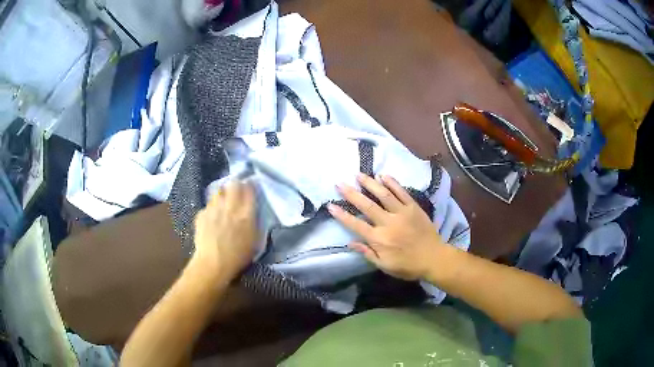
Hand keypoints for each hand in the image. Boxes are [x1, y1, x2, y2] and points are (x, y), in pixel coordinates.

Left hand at [193, 181, 258, 280]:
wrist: (213, 264)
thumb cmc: (238, 256)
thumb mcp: (254, 239)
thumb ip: (253, 221)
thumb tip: (251, 210)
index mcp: (245, 213)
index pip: (249, 189)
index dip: (250, 186)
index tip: (250, 187)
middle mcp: (229, 206)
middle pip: (233, 184)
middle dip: (236, 185)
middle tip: (237, 191)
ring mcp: (213, 209)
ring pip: (218, 191)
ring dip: (223, 195)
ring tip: (223, 203)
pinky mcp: (201, 214)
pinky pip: (208, 206)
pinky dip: (211, 209)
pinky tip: (212, 218)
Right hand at [328, 174, 446, 279]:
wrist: (434, 258)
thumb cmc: (408, 265)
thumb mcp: (385, 266)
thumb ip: (368, 254)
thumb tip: (351, 243)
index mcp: (379, 239)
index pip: (356, 225)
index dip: (342, 215)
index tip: (331, 205)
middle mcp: (388, 223)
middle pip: (367, 206)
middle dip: (351, 194)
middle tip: (339, 183)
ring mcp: (402, 213)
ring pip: (383, 194)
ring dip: (370, 183)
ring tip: (359, 174)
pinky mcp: (413, 207)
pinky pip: (401, 192)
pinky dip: (392, 183)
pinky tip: (383, 175)